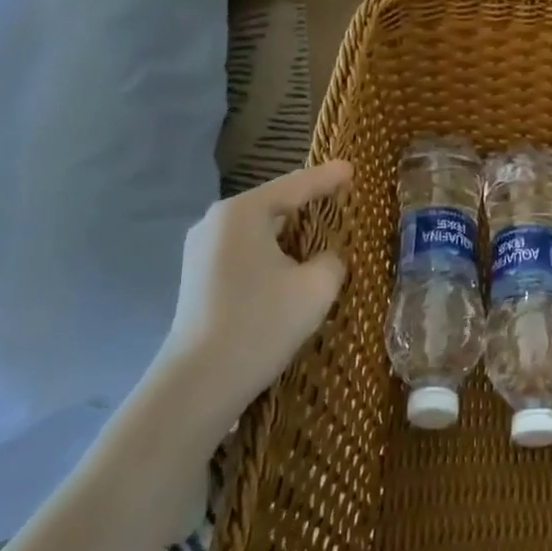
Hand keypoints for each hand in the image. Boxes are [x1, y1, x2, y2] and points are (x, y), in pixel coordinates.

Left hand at [149, 161, 352, 435]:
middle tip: (341, 201)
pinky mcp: (199, 278)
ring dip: (290, 234)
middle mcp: (216, 222)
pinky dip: (272, 253)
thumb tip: (324, 258)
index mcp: (243, 213)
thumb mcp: (317, 286)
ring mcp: (201, 251)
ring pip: (259, 230)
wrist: (200, 382)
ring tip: (322, 235)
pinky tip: (291, 267)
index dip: (328, 178)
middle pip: (274, 204)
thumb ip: (332, 260)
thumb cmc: (262, 322)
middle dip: (308, 204)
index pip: (296, 186)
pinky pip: (245, 251)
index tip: (353, 168)